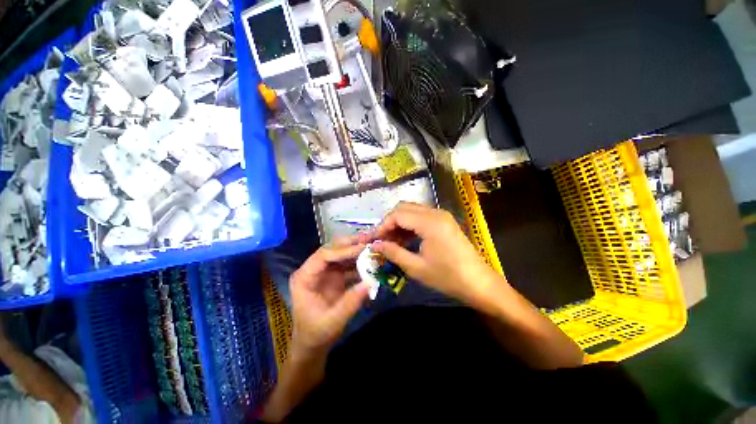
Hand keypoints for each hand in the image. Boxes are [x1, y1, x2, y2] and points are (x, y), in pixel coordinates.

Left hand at [289, 236, 369, 356]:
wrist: (313, 344)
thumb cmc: (316, 333)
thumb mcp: (333, 322)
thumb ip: (351, 303)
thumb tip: (369, 283)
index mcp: (305, 277)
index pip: (323, 255)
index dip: (343, 250)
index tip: (362, 248)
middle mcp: (314, 270)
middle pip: (332, 249)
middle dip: (351, 244)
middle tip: (370, 239)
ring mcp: (325, 272)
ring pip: (341, 253)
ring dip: (356, 250)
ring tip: (373, 246)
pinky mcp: (334, 276)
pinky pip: (347, 264)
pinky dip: (359, 261)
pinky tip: (371, 261)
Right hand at [369, 202, 502, 309]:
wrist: (479, 284)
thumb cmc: (448, 277)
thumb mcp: (416, 267)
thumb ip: (394, 252)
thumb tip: (376, 245)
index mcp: (429, 222)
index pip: (397, 215)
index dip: (382, 226)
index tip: (372, 240)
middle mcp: (435, 213)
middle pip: (403, 208)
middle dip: (389, 222)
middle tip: (380, 239)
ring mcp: (441, 216)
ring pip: (412, 211)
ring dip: (399, 223)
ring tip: (390, 241)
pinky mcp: (444, 222)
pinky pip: (421, 217)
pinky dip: (409, 225)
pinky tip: (404, 240)